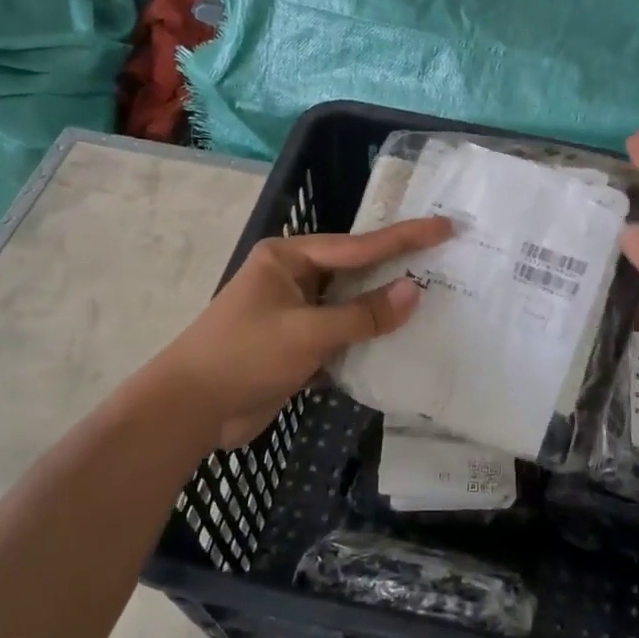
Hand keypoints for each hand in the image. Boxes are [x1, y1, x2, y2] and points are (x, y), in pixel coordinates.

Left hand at [157, 217, 453, 448]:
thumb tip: (415, 290)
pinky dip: (368, 338)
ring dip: (385, 308)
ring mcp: (296, 312)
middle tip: (447, 259)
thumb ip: (363, 314)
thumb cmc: (244, 356)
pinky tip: (402, 341)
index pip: (358, 245)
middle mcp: (294, 277)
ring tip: (436, 298)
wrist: (191, 410)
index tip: (445, 227)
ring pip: (352, 305)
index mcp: (289, 257)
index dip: (405, 238)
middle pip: (356, 271)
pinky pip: (343, 334)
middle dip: (398, 269)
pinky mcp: (298, 345)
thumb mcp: (308, 333)